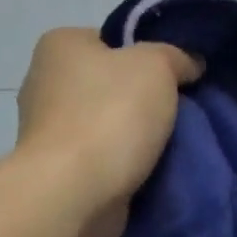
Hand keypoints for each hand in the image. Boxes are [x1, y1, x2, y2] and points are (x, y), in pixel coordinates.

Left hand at [15, 28, 201, 236]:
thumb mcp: (156, 66)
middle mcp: (46, 84)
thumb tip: (190, 64)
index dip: (148, 57)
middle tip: (182, 115)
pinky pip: (104, 161)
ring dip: (137, 139)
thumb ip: (176, 57)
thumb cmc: (110, 116)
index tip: (177, 79)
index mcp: (60, 46)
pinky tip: (152, 174)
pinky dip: (125, 167)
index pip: (112, 42)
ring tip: (174, 149)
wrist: (74, 194)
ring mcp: (49, 133)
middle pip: (111, 86)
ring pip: (109, 126)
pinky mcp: (59, 172)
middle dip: (145, 101)